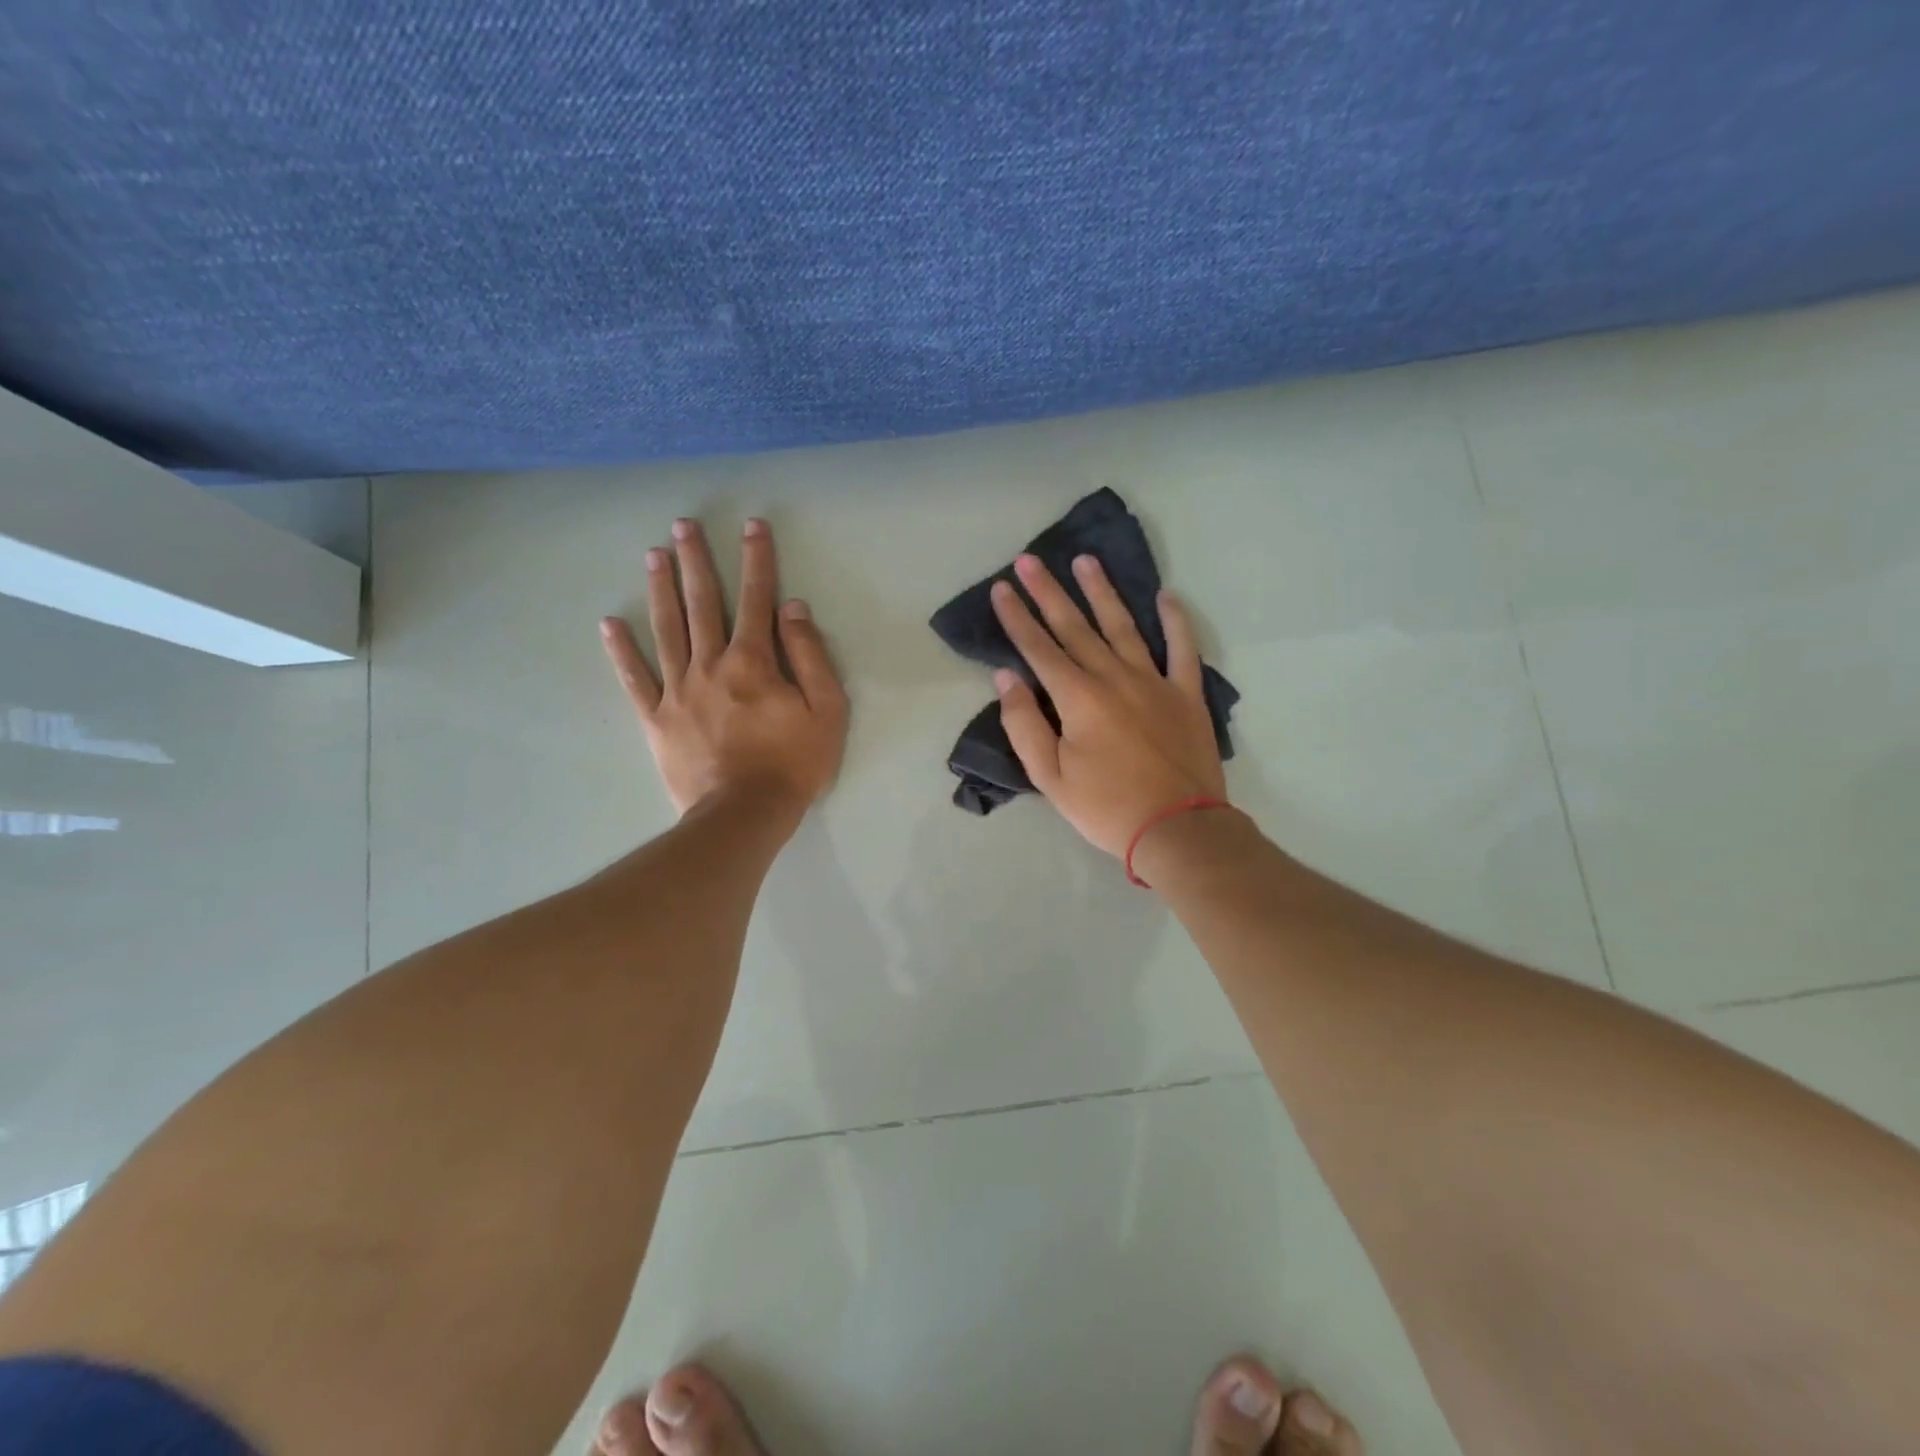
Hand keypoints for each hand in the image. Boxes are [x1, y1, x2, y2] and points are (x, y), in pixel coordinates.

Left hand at [601, 518, 847, 821]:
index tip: (752, 526)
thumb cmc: (793, 763)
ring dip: (660, 590)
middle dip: (695, 561)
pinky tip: (609, 624)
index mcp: (754, 661)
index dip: (756, 559)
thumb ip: (810, 656)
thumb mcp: (826, 710)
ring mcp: (678, 690)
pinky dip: (621, 651)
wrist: (744, 814)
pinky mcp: (656, 718)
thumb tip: (792, 609)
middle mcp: (711, 665)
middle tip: (683, 525)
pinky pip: (634, 679)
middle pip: (702, 603)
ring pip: (666, 630)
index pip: (757, 599)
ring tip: (653, 556)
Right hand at [990, 553, 1225, 857]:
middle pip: (1075, 626)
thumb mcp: (1049, 776)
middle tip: (1031, 559)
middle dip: (1049, 592)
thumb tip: (1007, 678)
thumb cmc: (1106, 808)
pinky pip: (1183, 648)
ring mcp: (1155, 681)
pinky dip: (1175, 621)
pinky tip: (1166, 596)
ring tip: (1086, 561)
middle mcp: (1114, 677)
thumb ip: (1024, 724)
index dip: (1017, 617)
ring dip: (1103, 592)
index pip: (1039, 648)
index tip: (1003, 588)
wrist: (1178, 829)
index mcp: (1078, 697)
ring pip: (1124, 626)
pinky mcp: (1186, 694)